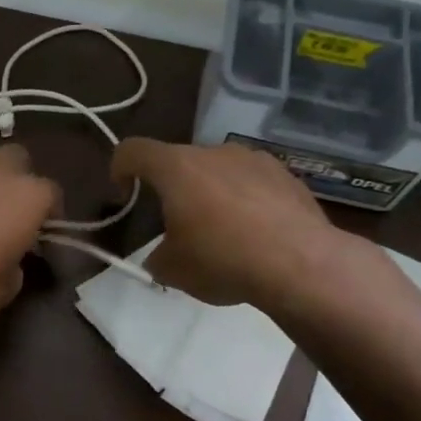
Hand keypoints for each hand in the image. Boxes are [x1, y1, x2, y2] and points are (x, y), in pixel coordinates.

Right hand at [111, 138, 359, 308]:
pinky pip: (252, 182)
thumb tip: (162, 257)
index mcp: (177, 168)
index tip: (125, 194)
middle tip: (177, 226)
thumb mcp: (172, 270)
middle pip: (180, 161)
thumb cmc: (222, 259)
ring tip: (222, 231)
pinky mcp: (288, 175)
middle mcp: (215, 152)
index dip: (119, 168)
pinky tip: (255, 233)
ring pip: (219, 170)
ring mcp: (255, 160)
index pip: (133, 150)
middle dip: (172, 189)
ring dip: (211, 193)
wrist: (301, 263)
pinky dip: (245, 200)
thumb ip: (157, 256)